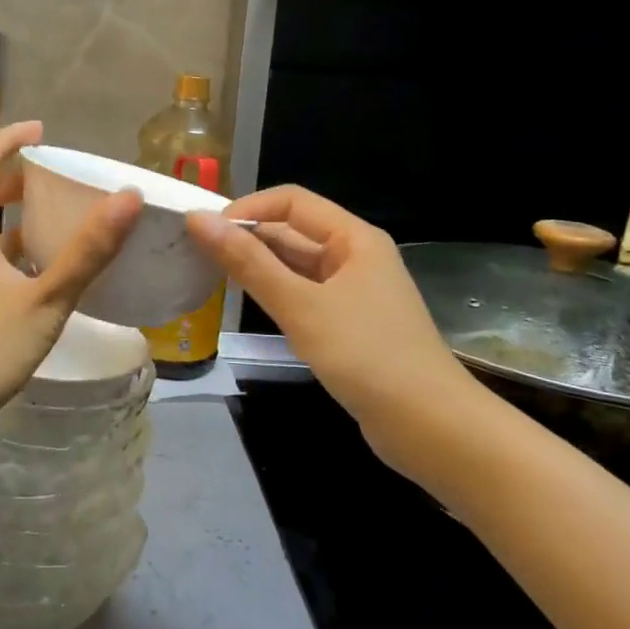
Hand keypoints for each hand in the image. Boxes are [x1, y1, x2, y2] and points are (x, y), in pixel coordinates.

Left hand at [0, 121, 140, 438]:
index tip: (40, 130)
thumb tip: (128, 198)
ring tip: (52, 214)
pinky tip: (37, 268)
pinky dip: (8, 246)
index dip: (7, 138)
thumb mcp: (45, 300)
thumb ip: (88, 252)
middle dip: (11, 173)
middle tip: (52, 173)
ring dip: (9, 211)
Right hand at [187, 186, 464, 431]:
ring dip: (259, 267)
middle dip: (248, 238)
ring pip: (298, 266)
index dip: (247, 209)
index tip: (205, 234)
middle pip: (294, 231)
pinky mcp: (351, 324)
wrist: (431, 427)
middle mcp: (356, 256)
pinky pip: (306, 295)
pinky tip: (250, 306)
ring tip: (212, 278)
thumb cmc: (367, 356)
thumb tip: (199, 220)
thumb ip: (249, 263)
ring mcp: (355, 292)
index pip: (291, 201)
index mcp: (354, 238)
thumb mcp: (301, 306)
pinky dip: (276, 294)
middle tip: (198, 257)